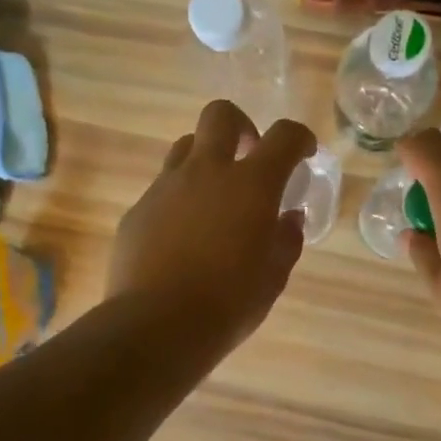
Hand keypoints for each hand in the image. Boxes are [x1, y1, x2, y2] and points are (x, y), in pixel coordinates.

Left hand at [106, 101, 315, 356]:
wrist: (157, 326)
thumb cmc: (229, 303)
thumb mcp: (273, 277)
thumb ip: (286, 240)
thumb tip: (288, 218)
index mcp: (251, 185)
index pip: (284, 136)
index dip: (299, 138)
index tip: (303, 154)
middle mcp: (206, 171)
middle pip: (220, 115)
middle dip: (241, 126)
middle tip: (249, 156)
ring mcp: (165, 187)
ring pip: (185, 147)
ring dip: (205, 159)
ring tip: (214, 197)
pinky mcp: (138, 210)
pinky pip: (162, 188)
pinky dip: (179, 199)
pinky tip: (181, 236)